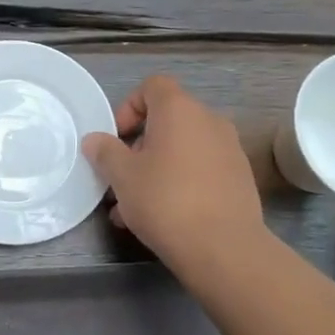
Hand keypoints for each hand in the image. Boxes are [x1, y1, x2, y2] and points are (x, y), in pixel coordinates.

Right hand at [82, 76, 264, 271]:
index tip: (116, 139)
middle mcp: (209, 121)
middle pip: (167, 120)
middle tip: (121, 177)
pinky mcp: (239, 178)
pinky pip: (200, 169)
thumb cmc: (166, 201)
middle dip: (139, 146)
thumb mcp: (122, 176)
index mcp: (179, 110)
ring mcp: (229, 149)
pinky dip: (179, 182)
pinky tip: (163, 218)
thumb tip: (95, 140)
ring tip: (133, 208)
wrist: (224, 248)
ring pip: (182, 150)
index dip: (128, 107)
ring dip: (156, 169)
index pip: (152, 86)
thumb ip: (105, 152)